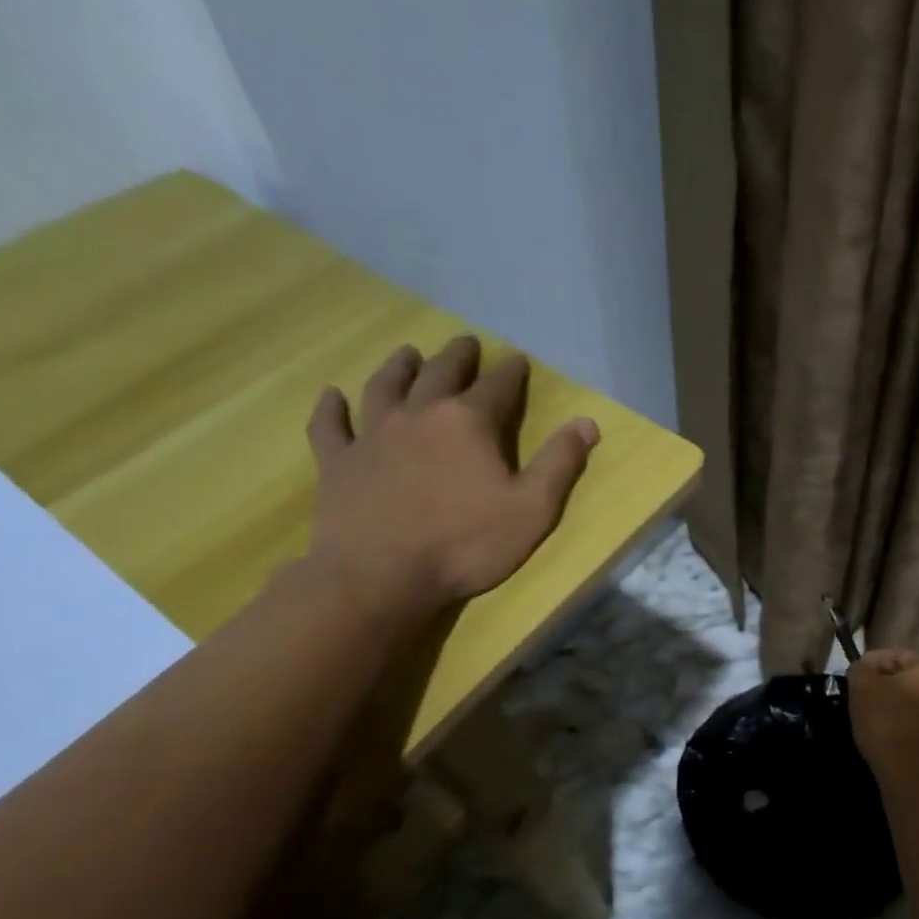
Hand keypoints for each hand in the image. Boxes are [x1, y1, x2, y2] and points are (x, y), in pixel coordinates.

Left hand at [302, 336, 598, 620]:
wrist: (380, 575)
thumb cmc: (466, 544)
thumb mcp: (532, 509)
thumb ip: (560, 463)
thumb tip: (588, 422)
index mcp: (468, 423)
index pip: (497, 386)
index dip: (510, 371)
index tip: (517, 359)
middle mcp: (419, 415)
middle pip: (439, 373)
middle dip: (457, 357)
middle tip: (466, 343)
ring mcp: (372, 435)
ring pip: (385, 387)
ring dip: (399, 366)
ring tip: (408, 353)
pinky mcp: (338, 461)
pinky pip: (330, 425)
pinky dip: (331, 407)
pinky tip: (332, 395)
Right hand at [847, 649, 918, 772]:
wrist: (911, 773)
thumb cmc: (889, 720)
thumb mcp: (864, 685)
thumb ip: (861, 668)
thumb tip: (863, 670)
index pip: (893, 656)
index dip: (868, 667)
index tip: (851, 682)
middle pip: (904, 679)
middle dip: (881, 687)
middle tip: (858, 700)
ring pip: (910, 703)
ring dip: (890, 708)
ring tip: (868, 720)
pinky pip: (915, 724)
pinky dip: (899, 726)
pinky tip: (883, 735)